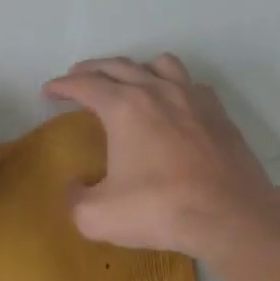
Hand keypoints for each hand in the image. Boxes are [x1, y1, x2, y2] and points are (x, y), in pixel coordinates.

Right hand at [42, 55, 279, 259]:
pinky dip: (173, 86)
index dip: (62, 86)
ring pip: (159, 64)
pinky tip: (172, 104)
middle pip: (118, 66)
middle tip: (77, 78)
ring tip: (127, 81)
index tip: (49, 90)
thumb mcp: (98, 216)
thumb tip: (75, 186)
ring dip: (136, 68)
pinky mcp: (218, 114)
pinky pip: (190, 84)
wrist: (230, 216)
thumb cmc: (160, 210)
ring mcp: (192, 98)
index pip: (85, 85)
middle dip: (92, 69)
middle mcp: (157, 91)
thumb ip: (75, 199)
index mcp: (124, 107)